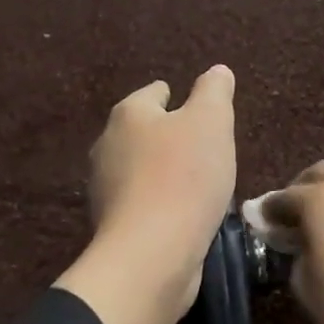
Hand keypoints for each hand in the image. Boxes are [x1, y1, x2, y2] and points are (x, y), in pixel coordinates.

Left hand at [55, 67, 236, 323]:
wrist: (152, 253)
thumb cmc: (184, 177)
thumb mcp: (211, 123)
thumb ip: (214, 92)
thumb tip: (217, 70)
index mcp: (128, 114)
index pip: (154, 93)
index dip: (176, 96)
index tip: (196, 108)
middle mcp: (108, 145)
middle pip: (143, 131)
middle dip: (169, 135)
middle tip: (203, 145)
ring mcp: (106, 188)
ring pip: (140, 168)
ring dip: (164, 171)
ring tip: (198, 181)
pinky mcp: (114, 225)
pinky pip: (142, 202)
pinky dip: (161, 202)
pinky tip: (184, 213)